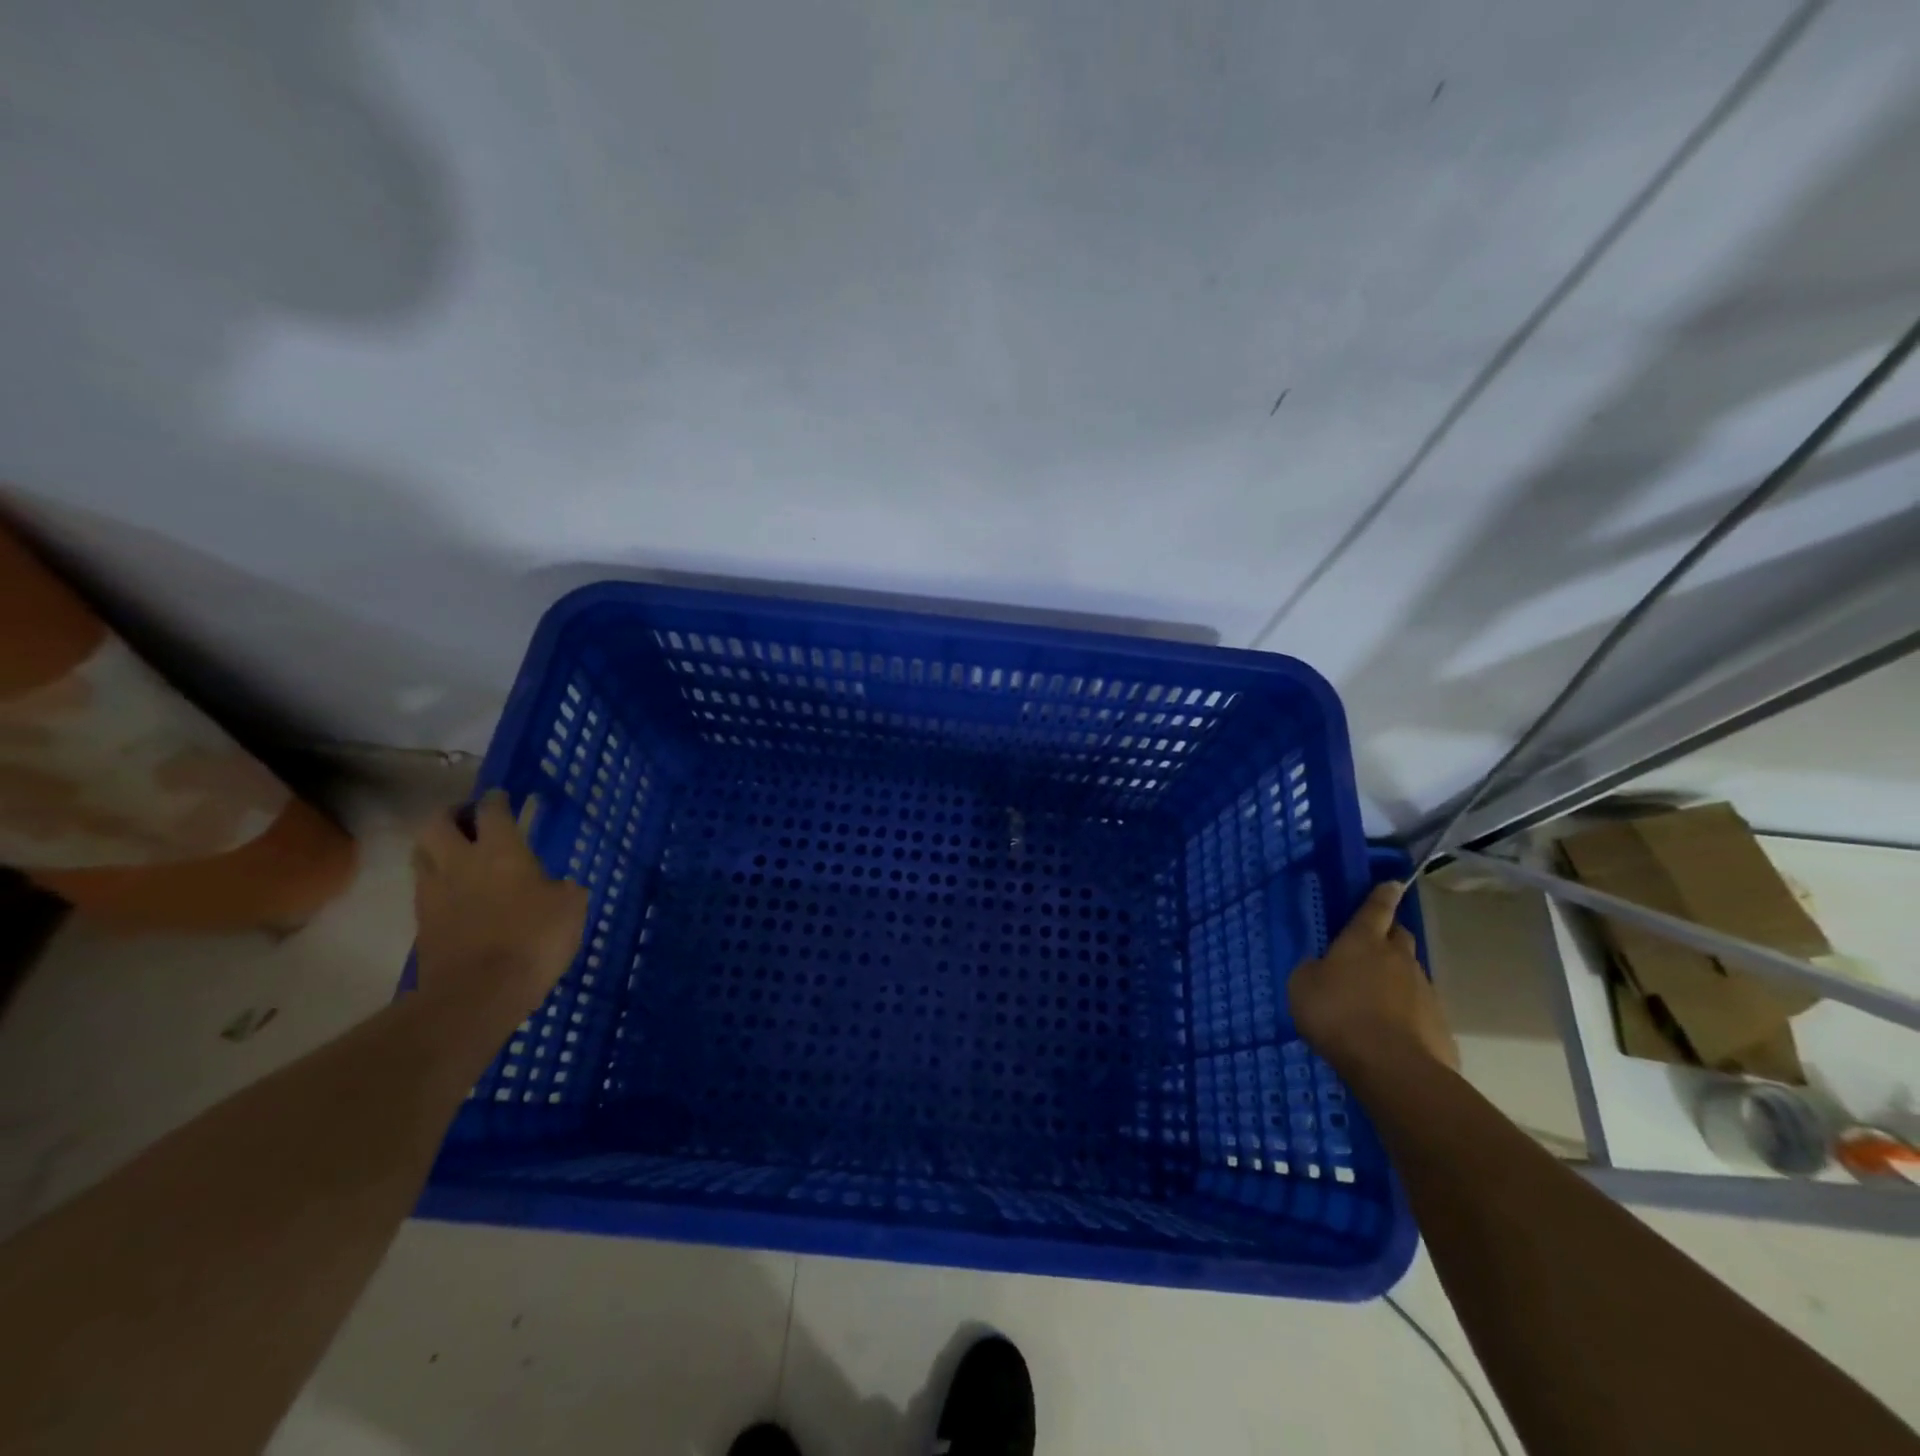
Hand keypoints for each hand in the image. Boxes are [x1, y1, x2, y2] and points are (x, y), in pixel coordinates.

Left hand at [412, 790, 589, 1017]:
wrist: (479, 993)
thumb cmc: (534, 939)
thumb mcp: (570, 907)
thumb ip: (562, 888)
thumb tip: (556, 886)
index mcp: (501, 850)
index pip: (491, 811)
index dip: (496, 800)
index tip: (503, 797)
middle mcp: (461, 862)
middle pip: (436, 823)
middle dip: (451, 815)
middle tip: (469, 820)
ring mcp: (435, 893)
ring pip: (421, 854)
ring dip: (436, 847)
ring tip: (456, 854)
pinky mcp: (423, 923)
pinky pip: (424, 889)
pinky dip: (437, 883)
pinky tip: (456, 894)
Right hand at [1290, 881, 1457, 1075]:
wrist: (1392, 1067)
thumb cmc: (1337, 1015)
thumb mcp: (1302, 987)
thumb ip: (1312, 970)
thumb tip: (1321, 967)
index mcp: (1363, 941)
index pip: (1376, 909)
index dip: (1382, 896)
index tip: (1393, 884)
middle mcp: (1398, 958)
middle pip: (1400, 936)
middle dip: (1390, 935)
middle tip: (1374, 946)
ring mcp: (1424, 991)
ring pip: (1411, 972)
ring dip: (1397, 977)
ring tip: (1377, 998)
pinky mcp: (1439, 1024)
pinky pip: (1420, 1008)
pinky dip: (1408, 1012)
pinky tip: (1392, 1031)